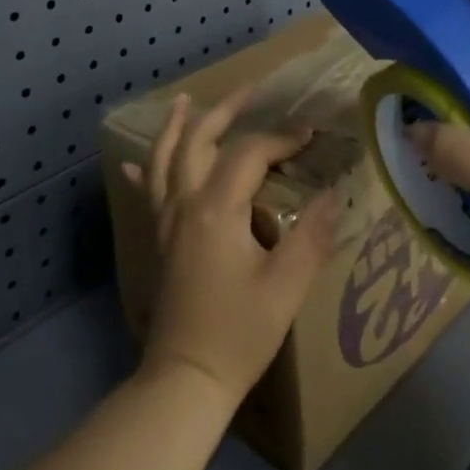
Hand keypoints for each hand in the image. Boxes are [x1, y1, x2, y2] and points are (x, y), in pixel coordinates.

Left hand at [122, 88, 341, 414]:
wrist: (185, 379)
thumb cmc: (239, 332)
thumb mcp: (287, 286)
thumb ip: (312, 235)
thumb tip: (334, 195)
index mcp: (217, 209)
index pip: (250, 153)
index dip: (281, 138)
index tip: (310, 135)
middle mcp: (185, 204)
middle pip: (199, 140)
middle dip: (225, 111)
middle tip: (250, 90)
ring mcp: (165, 221)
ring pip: (164, 159)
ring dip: (176, 127)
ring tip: (185, 101)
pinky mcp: (158, 240)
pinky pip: (147, 191)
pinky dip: (145, 169)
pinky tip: (135, 160)